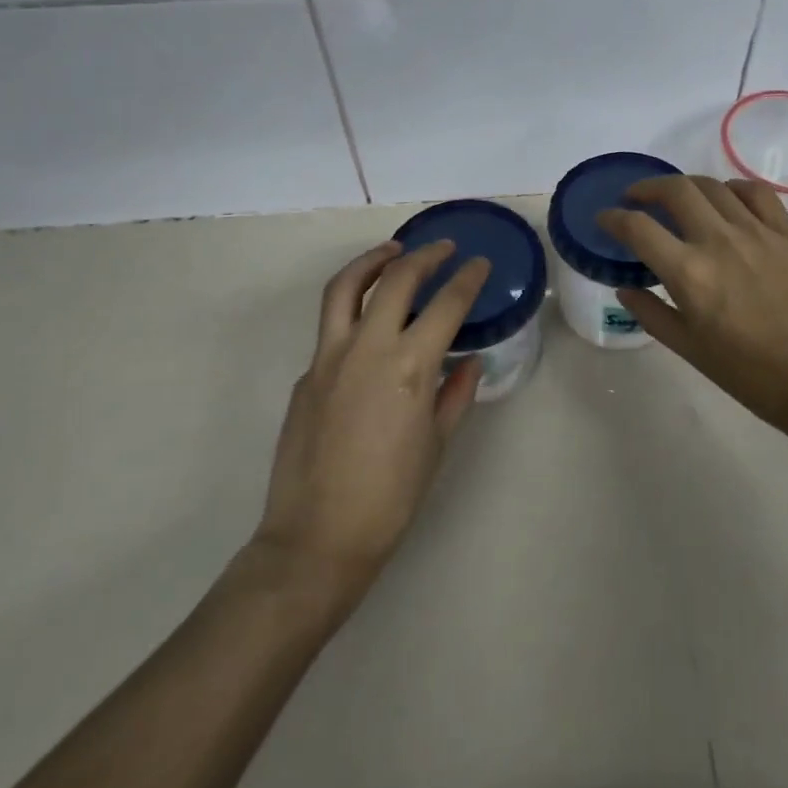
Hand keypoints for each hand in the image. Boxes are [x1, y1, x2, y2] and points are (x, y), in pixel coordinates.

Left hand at [254, 240, 490, 590]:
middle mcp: (368, 348)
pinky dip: (353, 307)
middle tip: (445, 249)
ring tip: (394, 251)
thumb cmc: (391, 497)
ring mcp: (329, 357)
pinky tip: (370, 324)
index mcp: (409, 366)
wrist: (317, 538)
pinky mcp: (307, 373)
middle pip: (396, 279)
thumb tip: (470, 361)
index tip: (480, 263)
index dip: (468, 279)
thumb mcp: (437, 444)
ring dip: (373, 260)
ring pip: (346, 287)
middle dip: (425, 256)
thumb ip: (456, 393)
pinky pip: (331, 327)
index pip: (446, 304)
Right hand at [598, 177, 787, 453]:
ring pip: (713, 186)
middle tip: (636, 199)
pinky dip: (733, 188)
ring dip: (686, 185)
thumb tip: (625, 287)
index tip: (604, 219)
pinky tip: (726, 200)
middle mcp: (720, 242)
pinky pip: (756, 192)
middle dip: (647, 188)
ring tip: (678, 199)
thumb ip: (652, 313)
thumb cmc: (750, 375)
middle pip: (675, 190)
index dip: (613, 218)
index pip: (638, 228)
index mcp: (690, 275)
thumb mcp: (689, 350)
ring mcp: (758, 233)